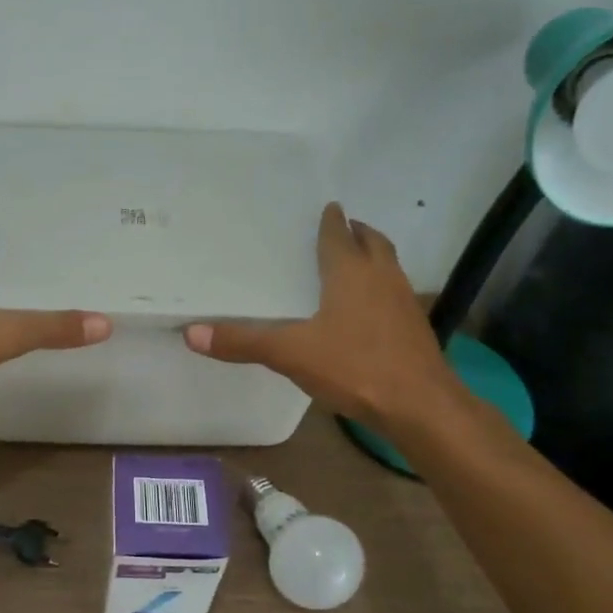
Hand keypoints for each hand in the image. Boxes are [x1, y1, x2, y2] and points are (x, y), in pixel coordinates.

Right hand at [182, 203, 459, 429]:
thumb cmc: (355, 367)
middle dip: (358, 233)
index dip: (332, 222)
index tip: (328, 207)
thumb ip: (243, 342)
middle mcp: (382, 278)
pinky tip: (368, 310)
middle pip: (373, 243)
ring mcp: (404, 302)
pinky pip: (396, 294)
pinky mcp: (415, 328)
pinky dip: (381, 288)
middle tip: (342, 228)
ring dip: (373, 258)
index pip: (340, 236)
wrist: (421, 405)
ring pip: (389, 267)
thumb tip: (191, 333)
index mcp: (352, 273)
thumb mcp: (291, 354)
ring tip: (354, 262)